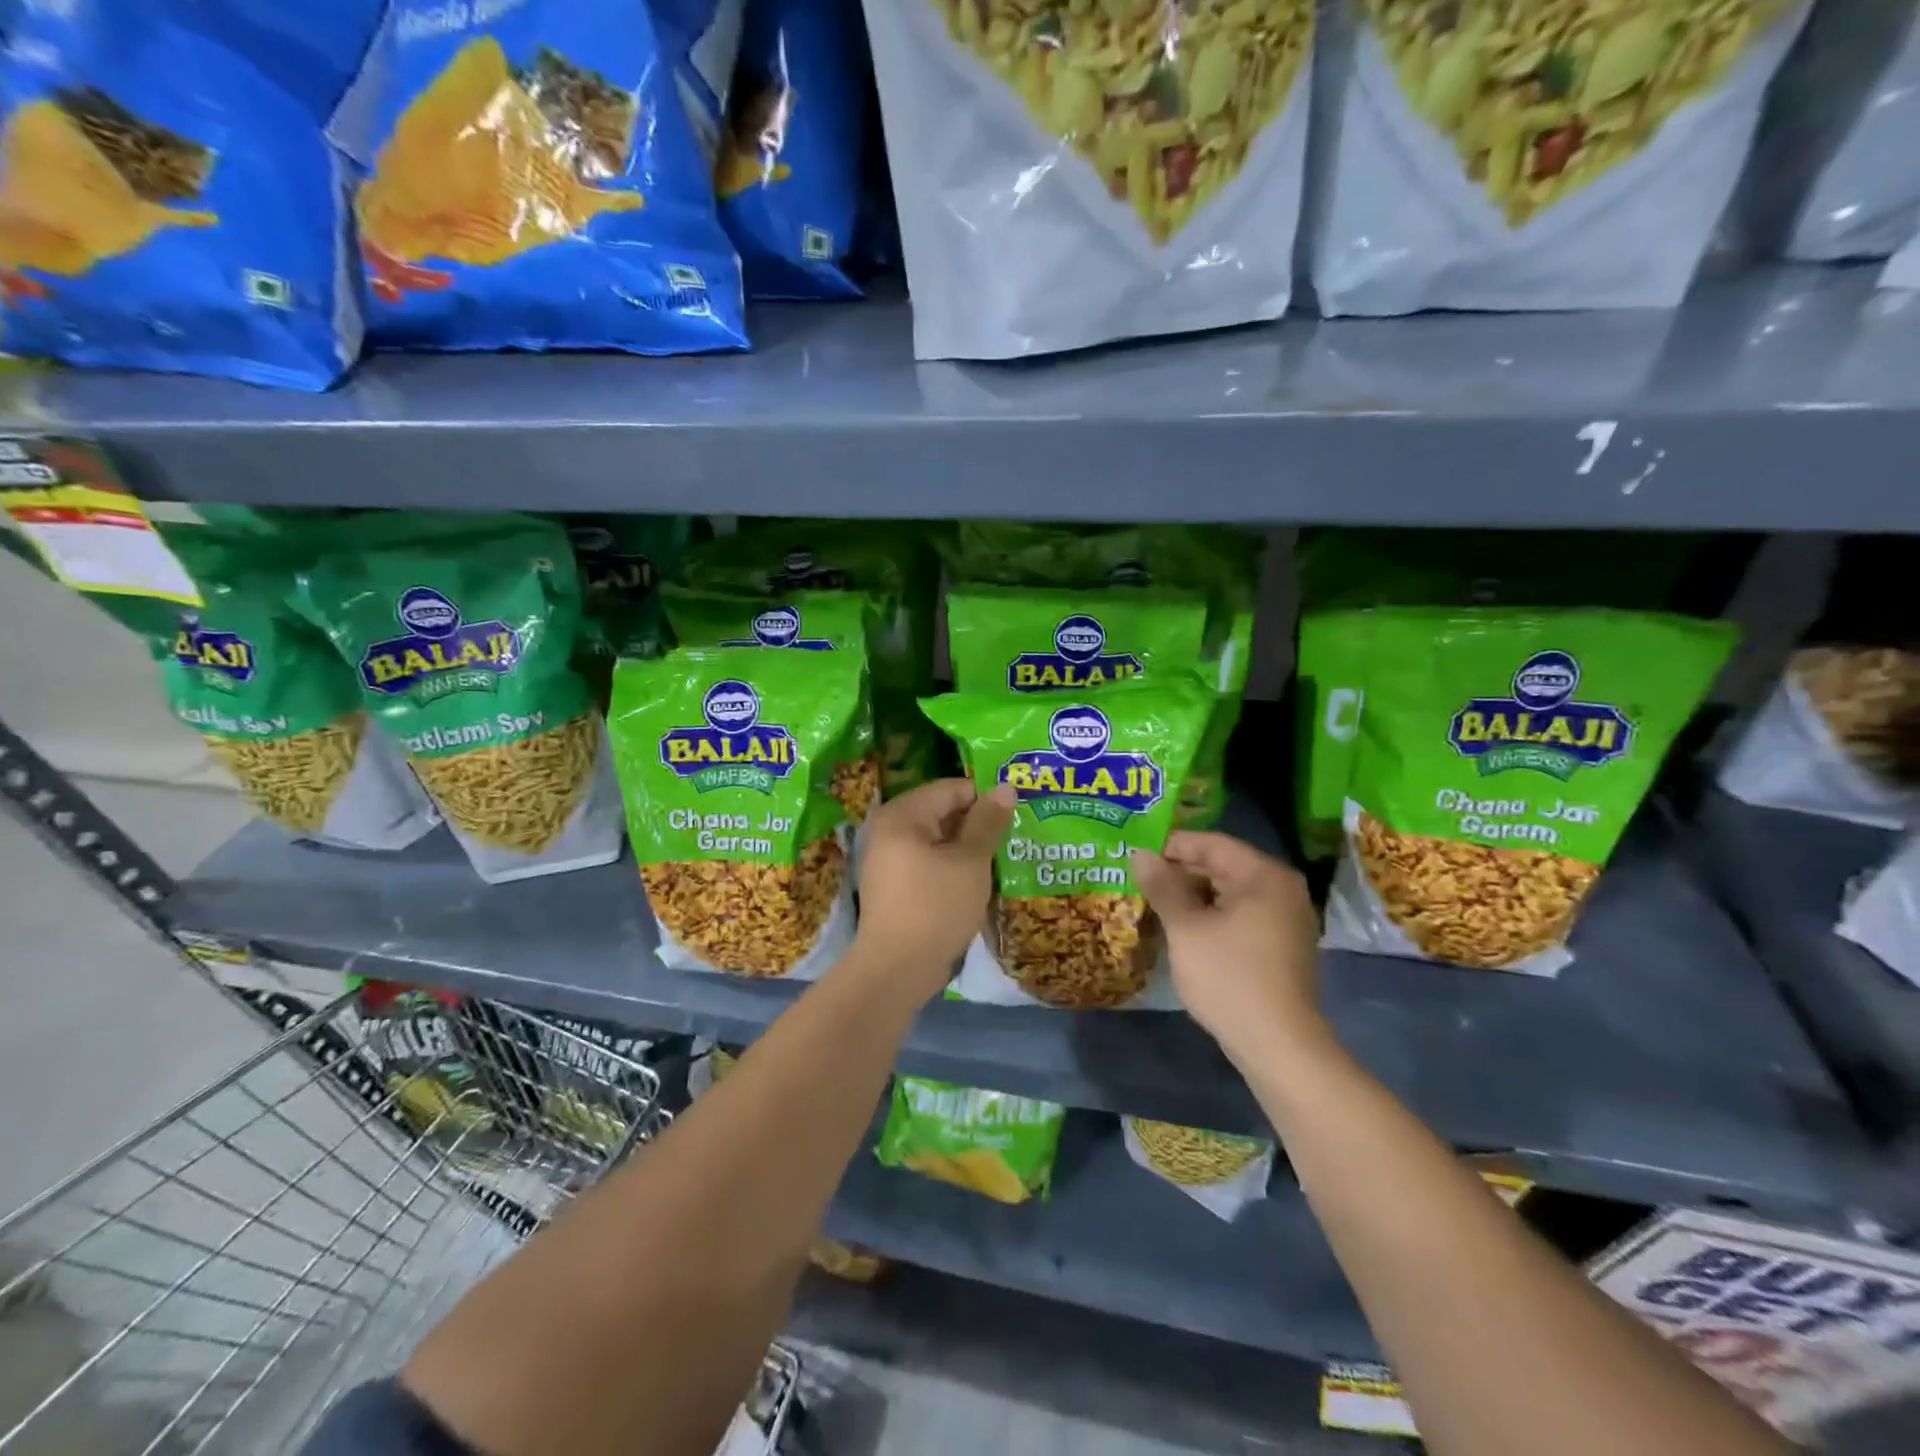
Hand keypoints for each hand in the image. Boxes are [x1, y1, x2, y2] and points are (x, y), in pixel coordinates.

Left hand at [852, 779, 1015, 998]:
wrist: (896, 970)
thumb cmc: (936, 907)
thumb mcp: (970, 862)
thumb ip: (988, 822)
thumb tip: (1006, 787)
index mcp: (903, 814)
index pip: (952, 788)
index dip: (986, 799)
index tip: (1016, 816)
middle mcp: (888, 828)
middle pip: (942, 812)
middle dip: (977, 824)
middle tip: (1012, 839)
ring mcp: (887, 858)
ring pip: (937, 839)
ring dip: (967, 848)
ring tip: (999, 861)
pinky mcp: (893, 884)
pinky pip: (927, 861)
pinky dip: (951, 866)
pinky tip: (976, 882)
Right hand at [1131, 832, 1326, 1065]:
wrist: (1278, 1046)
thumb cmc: (1229, 977)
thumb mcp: (1186, 928)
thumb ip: (1162, 886)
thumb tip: (1140, 854)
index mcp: (1264, 875)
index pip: (1211, 843)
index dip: (1171, 845)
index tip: (1135, 854)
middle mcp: (1281, 888)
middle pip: (1222, 865)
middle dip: (1180, 871)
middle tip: (1139, 879)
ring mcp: (1285, 918)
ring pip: (1229, 892)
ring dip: (1192, 895)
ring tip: (1153, 902)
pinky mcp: (1281, 945)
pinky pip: (1239, 915)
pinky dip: (1211, 915)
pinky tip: (1182, 927)